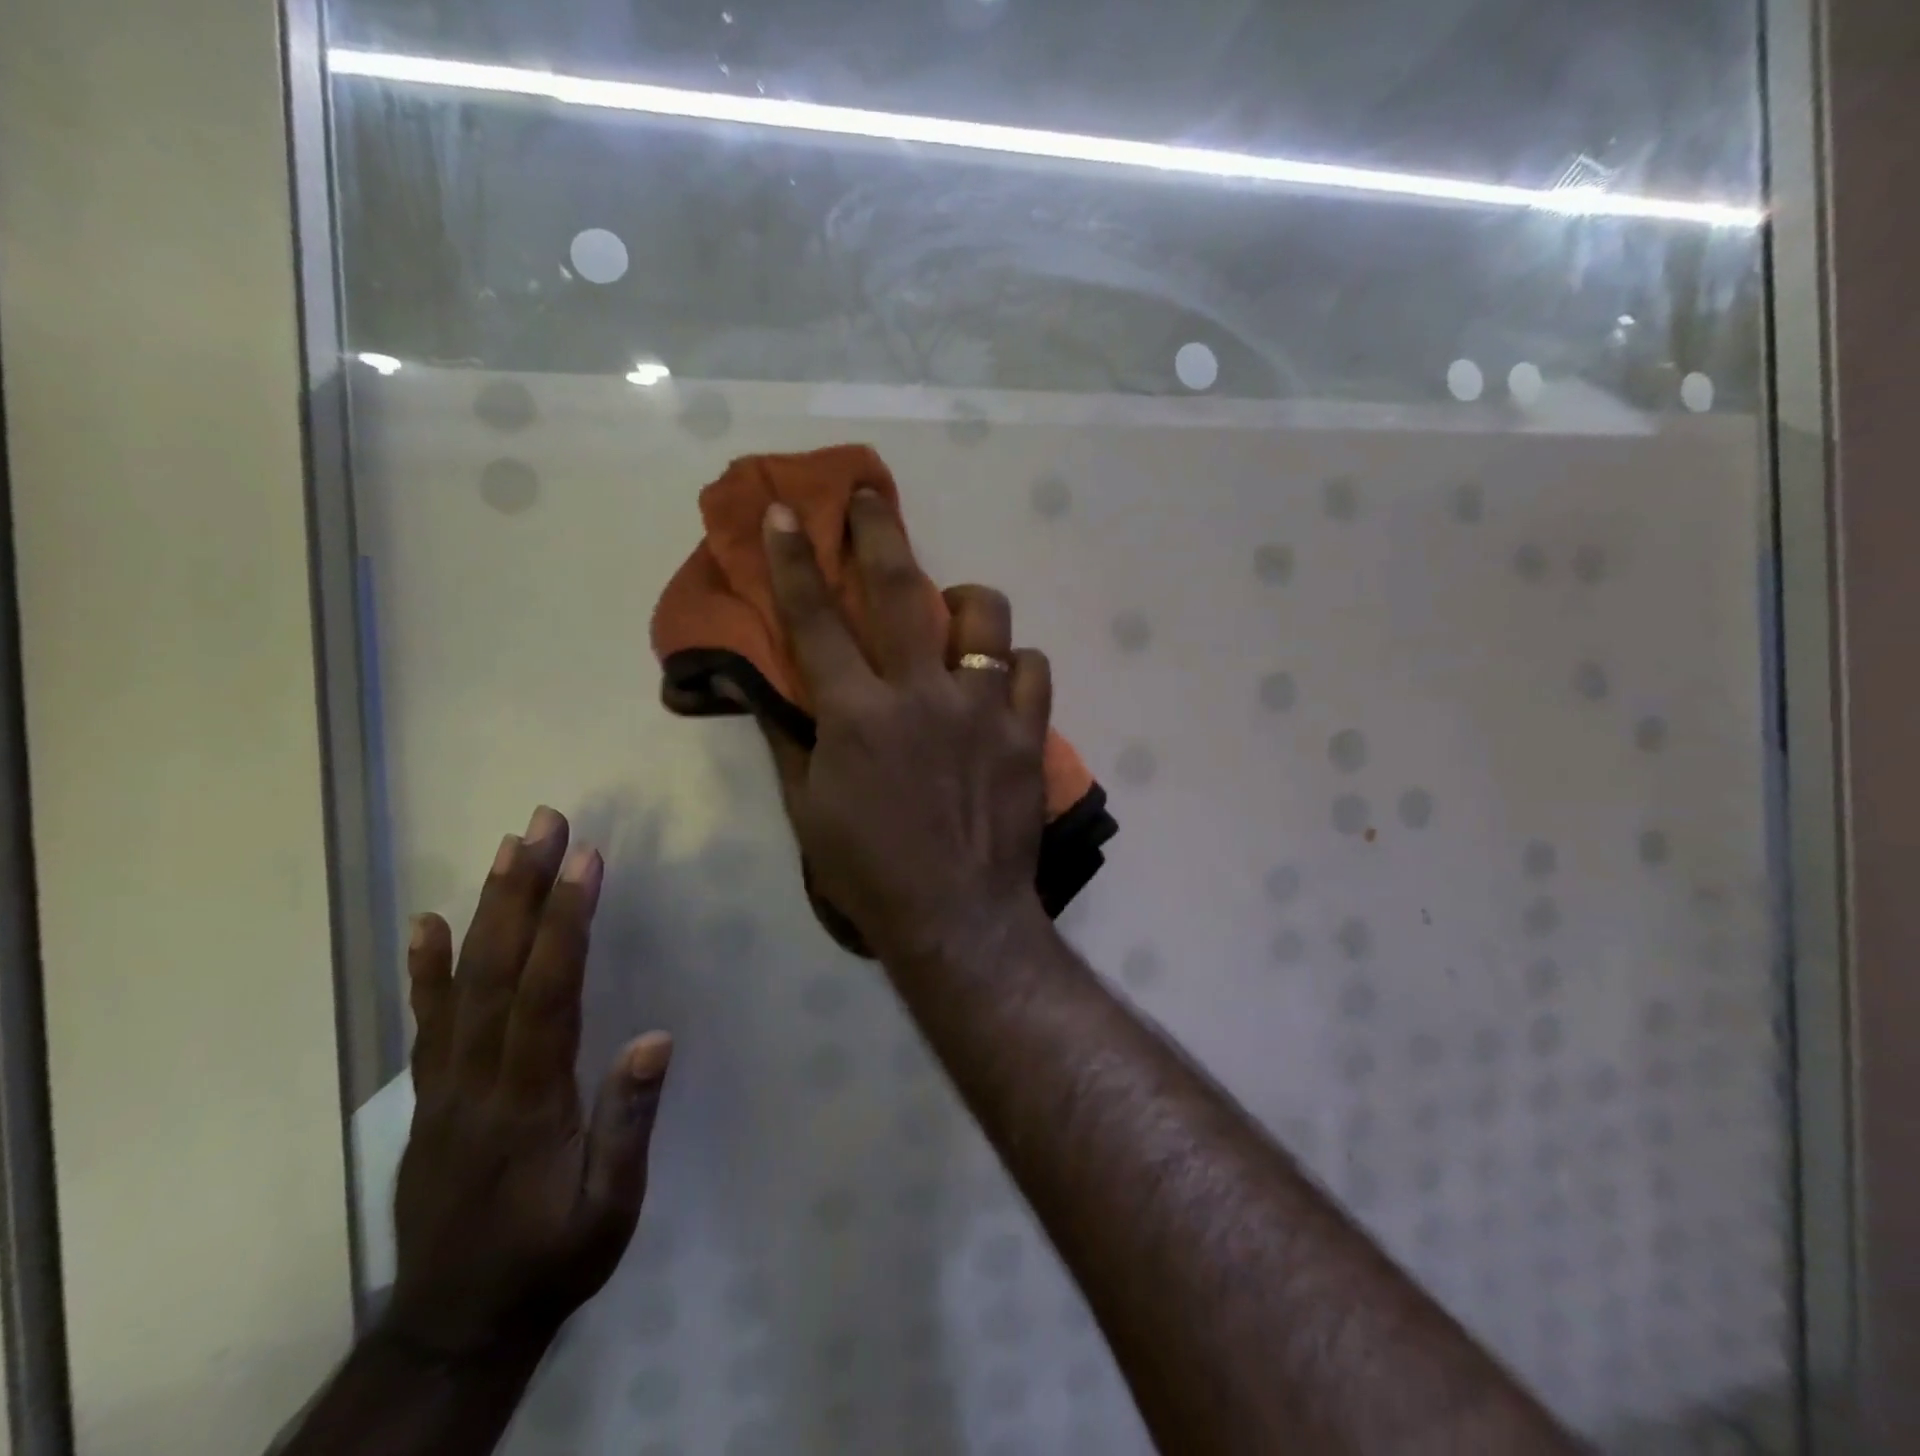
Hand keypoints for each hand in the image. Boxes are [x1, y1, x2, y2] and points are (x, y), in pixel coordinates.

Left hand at [385, 807, 671, 1357]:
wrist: (455, 1326)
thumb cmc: (551, 1260)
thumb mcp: (609, 1209)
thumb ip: (628, 1123)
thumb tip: (655, 1037)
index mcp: (529, 1099)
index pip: (549, 991)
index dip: (568, 921)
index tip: (586, 859)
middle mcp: (478, 1078)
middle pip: (500, 968)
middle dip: (525, 888)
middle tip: (543, 824)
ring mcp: (445, 1085)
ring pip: (462, 982)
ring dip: (486, 909)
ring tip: (505, 848)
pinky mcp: (429, 1097)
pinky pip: (426, 1022)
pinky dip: (424, 969)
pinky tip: (425, 924)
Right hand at [760, 492, 1053, 963]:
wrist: (958, 917)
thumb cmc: (870, 871)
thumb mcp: (810, 810)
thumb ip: (793, 740)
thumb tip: (777, 689)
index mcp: (858, 715)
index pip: (815, 621)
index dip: (793, 560)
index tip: (783, 511)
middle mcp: (921, 695)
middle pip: (901, 590)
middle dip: (880, 532)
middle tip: (870, 497)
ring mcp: (982, 710)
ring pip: (986, 616)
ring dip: (966, 604)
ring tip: (957, 618)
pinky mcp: (1028, 732)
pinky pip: (1031, 667)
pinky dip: (1013, 665)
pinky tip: (1001, 681)